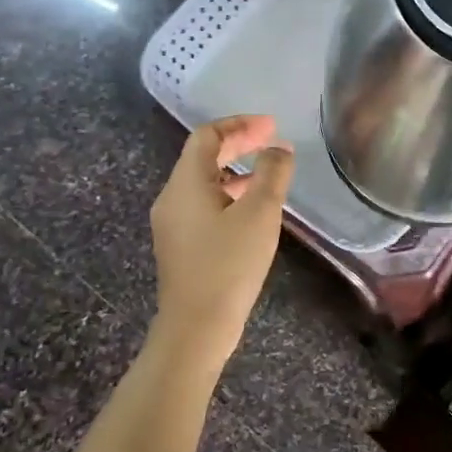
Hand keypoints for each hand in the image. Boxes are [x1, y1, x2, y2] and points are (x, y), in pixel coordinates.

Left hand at [149, 115, 294, 357]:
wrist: (197, 326)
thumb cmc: (229, 264)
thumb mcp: (259, 213)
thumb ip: (272, 173)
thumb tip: (278, 149)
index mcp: (186, 183)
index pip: (207, 136)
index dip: (240, 124)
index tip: (272, 126)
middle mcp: (172, 198)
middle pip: (202, 157)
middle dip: (238, 145)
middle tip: (272, 142)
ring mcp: (173, 224)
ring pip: (203, 183)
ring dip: (235, 171)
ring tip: (268, 174)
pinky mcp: (181, 246)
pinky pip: (204, 205)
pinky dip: (228, 195)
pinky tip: (252, 211)